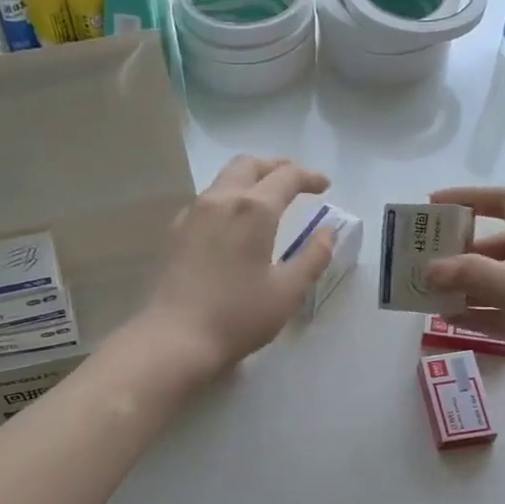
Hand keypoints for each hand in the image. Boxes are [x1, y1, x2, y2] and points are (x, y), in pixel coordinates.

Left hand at [135, 155, 335, 384]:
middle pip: (249, 165)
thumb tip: (328, 231)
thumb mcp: (287, 291)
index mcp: (253, 209)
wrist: (176, 337)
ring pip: (224, 180)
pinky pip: (206, 201)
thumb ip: (313, 257)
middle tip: (296, 182)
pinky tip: (233, 224)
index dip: (309, 177)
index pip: (286, 177)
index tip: (325, 186)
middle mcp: (220, 200)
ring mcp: (192, 214)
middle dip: (276, 167)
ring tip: (267, 200)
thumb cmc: (238, 315)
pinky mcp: (176, 232)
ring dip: (250, 180)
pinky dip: (229, 199)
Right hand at [424, 186, 504, 438]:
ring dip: (461, 285)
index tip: (430, 207)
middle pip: (496, 246)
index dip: (470, 200)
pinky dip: (473, 314)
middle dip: (458, 251)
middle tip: (418, 261)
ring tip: (422, 292)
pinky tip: (443, 320)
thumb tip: (431, 268)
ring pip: (493, 283)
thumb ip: (478, 276)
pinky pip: (497, 314)